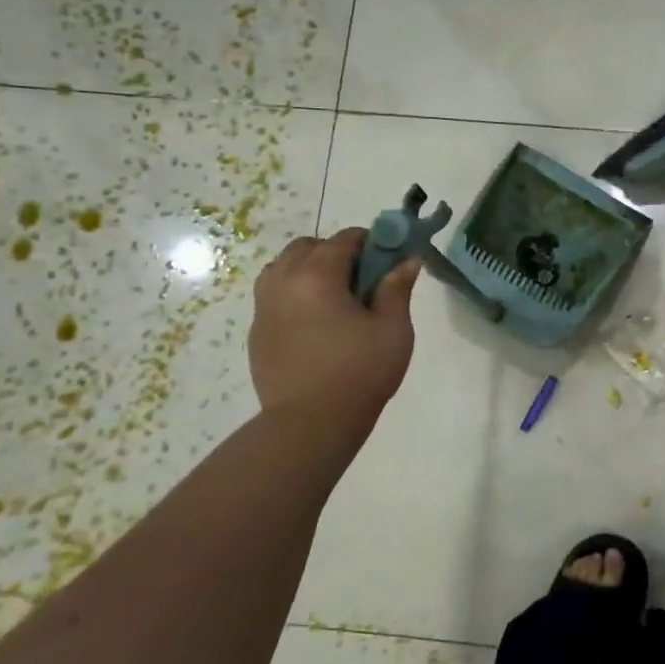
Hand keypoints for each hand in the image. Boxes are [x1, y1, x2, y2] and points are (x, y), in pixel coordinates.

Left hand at [248, 229, 418, 420]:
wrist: (310, 424)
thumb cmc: (360, 373)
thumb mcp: (393, 329)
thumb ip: (397, 288)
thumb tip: (407, 259)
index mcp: (316, 275)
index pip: (345, 239)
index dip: (372, 243)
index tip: (389, 261)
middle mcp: (283, 281)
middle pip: (308, 247)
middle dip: (336, 253)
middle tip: (362, 282)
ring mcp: (264, 307)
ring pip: (284, 268)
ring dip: (310, 270)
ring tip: (335, 301)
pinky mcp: (257, 332)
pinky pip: (275, 296)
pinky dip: (295, 296)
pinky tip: (316, 325)